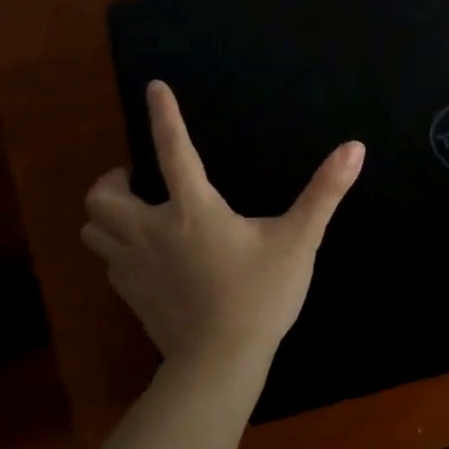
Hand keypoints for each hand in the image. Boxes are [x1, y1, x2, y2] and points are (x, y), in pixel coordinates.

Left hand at [82, 81, 363, 377]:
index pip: (172, 149)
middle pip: (102, 195)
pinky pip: (107, 261)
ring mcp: (133, 265)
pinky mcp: (129, 295)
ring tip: (134, 214)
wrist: (221, 360)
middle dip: (114, 180)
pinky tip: (145, 256)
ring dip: (107, 215)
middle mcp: (151, 229)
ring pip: (93, 228)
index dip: (164, 114)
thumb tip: (355, 148)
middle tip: (138, 180)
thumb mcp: (299, 239)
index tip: (154, 88)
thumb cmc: (261, 293)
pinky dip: (117, 248)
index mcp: (192, 208)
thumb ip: (325, 192)